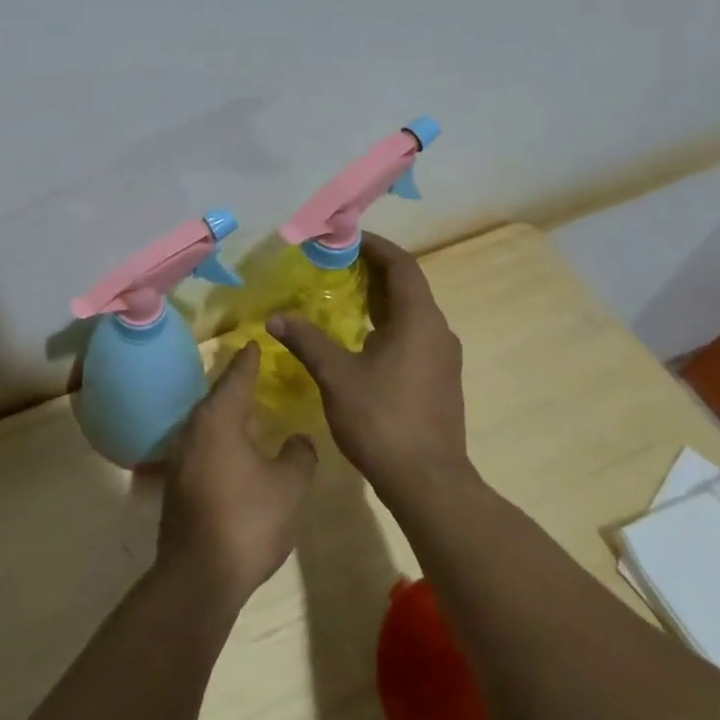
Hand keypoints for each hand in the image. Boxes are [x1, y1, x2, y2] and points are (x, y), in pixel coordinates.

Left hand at [156, 342, 316, 611]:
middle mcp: (192, 430)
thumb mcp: (289, 486)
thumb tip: (298, 439)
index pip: (236, 378)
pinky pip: (202, 446)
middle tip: (254, 371)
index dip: (248, 360)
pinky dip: (219, 439)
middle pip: (216, 398)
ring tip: (248, 410)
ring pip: (207, 424)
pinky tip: (234, 450)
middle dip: (235, 385)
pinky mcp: (177, 483)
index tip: (254, 342)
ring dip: (226, 414)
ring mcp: (180, 458)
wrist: (199, 574)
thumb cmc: (249, 521)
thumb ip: (299, 455)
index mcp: (218, 420)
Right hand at [267, 234, 475, 516]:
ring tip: (345, 298)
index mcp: (419, 320)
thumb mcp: (336, 376)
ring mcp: (443, 358)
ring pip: (412, 314)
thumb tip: (277, 317)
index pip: (402, 266)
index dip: (376, 247)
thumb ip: (307, 341)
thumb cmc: (381, 419)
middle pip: (409, 287)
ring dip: (382, 301)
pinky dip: (389, 326)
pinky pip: (414, 336)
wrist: (427, 480)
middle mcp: (438, 331)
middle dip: (375, 272)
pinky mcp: (441, 380)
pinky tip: (362, 341)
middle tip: (337, 265)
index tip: (347, 238)